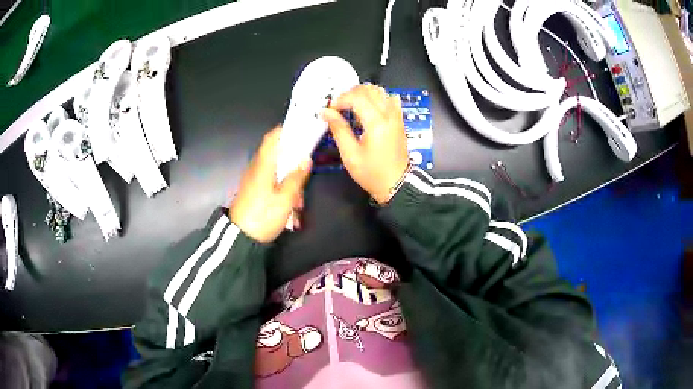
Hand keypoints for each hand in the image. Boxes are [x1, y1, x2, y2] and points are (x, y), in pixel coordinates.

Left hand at [230, 127, 311, 242]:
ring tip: (299, 203)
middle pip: (277, 154)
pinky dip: (283, 190)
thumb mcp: (285, 198)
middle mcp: (257, 168)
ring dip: (290, 181)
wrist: (240, 238)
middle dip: (293, 162)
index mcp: (263, 165)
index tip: (302, 129)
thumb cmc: (263, 215)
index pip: (272, 138)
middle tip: (307, 172)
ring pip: (276, 171)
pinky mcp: (253, 191)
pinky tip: (291, 208)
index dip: (285, 130)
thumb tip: (306, 158)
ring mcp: (254, 180)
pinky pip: (271, 183)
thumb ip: (296, 177)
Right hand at [322, 84, 408, 203]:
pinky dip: (378, 98)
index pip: (356, 97)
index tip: (331, 110)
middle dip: (350, 93)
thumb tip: (326, 112)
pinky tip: (369, 108)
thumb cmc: (372, 173)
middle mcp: (389, 114)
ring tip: (352, 106)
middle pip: (369, 89)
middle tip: (339, 106)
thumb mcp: (350, 154)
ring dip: (364, 93)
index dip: (340, 100)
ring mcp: (396, 116)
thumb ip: (339, 129)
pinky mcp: (399, 120)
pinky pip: (390, 99)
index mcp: (376, 122)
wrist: (397, 184)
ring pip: (380, 91)